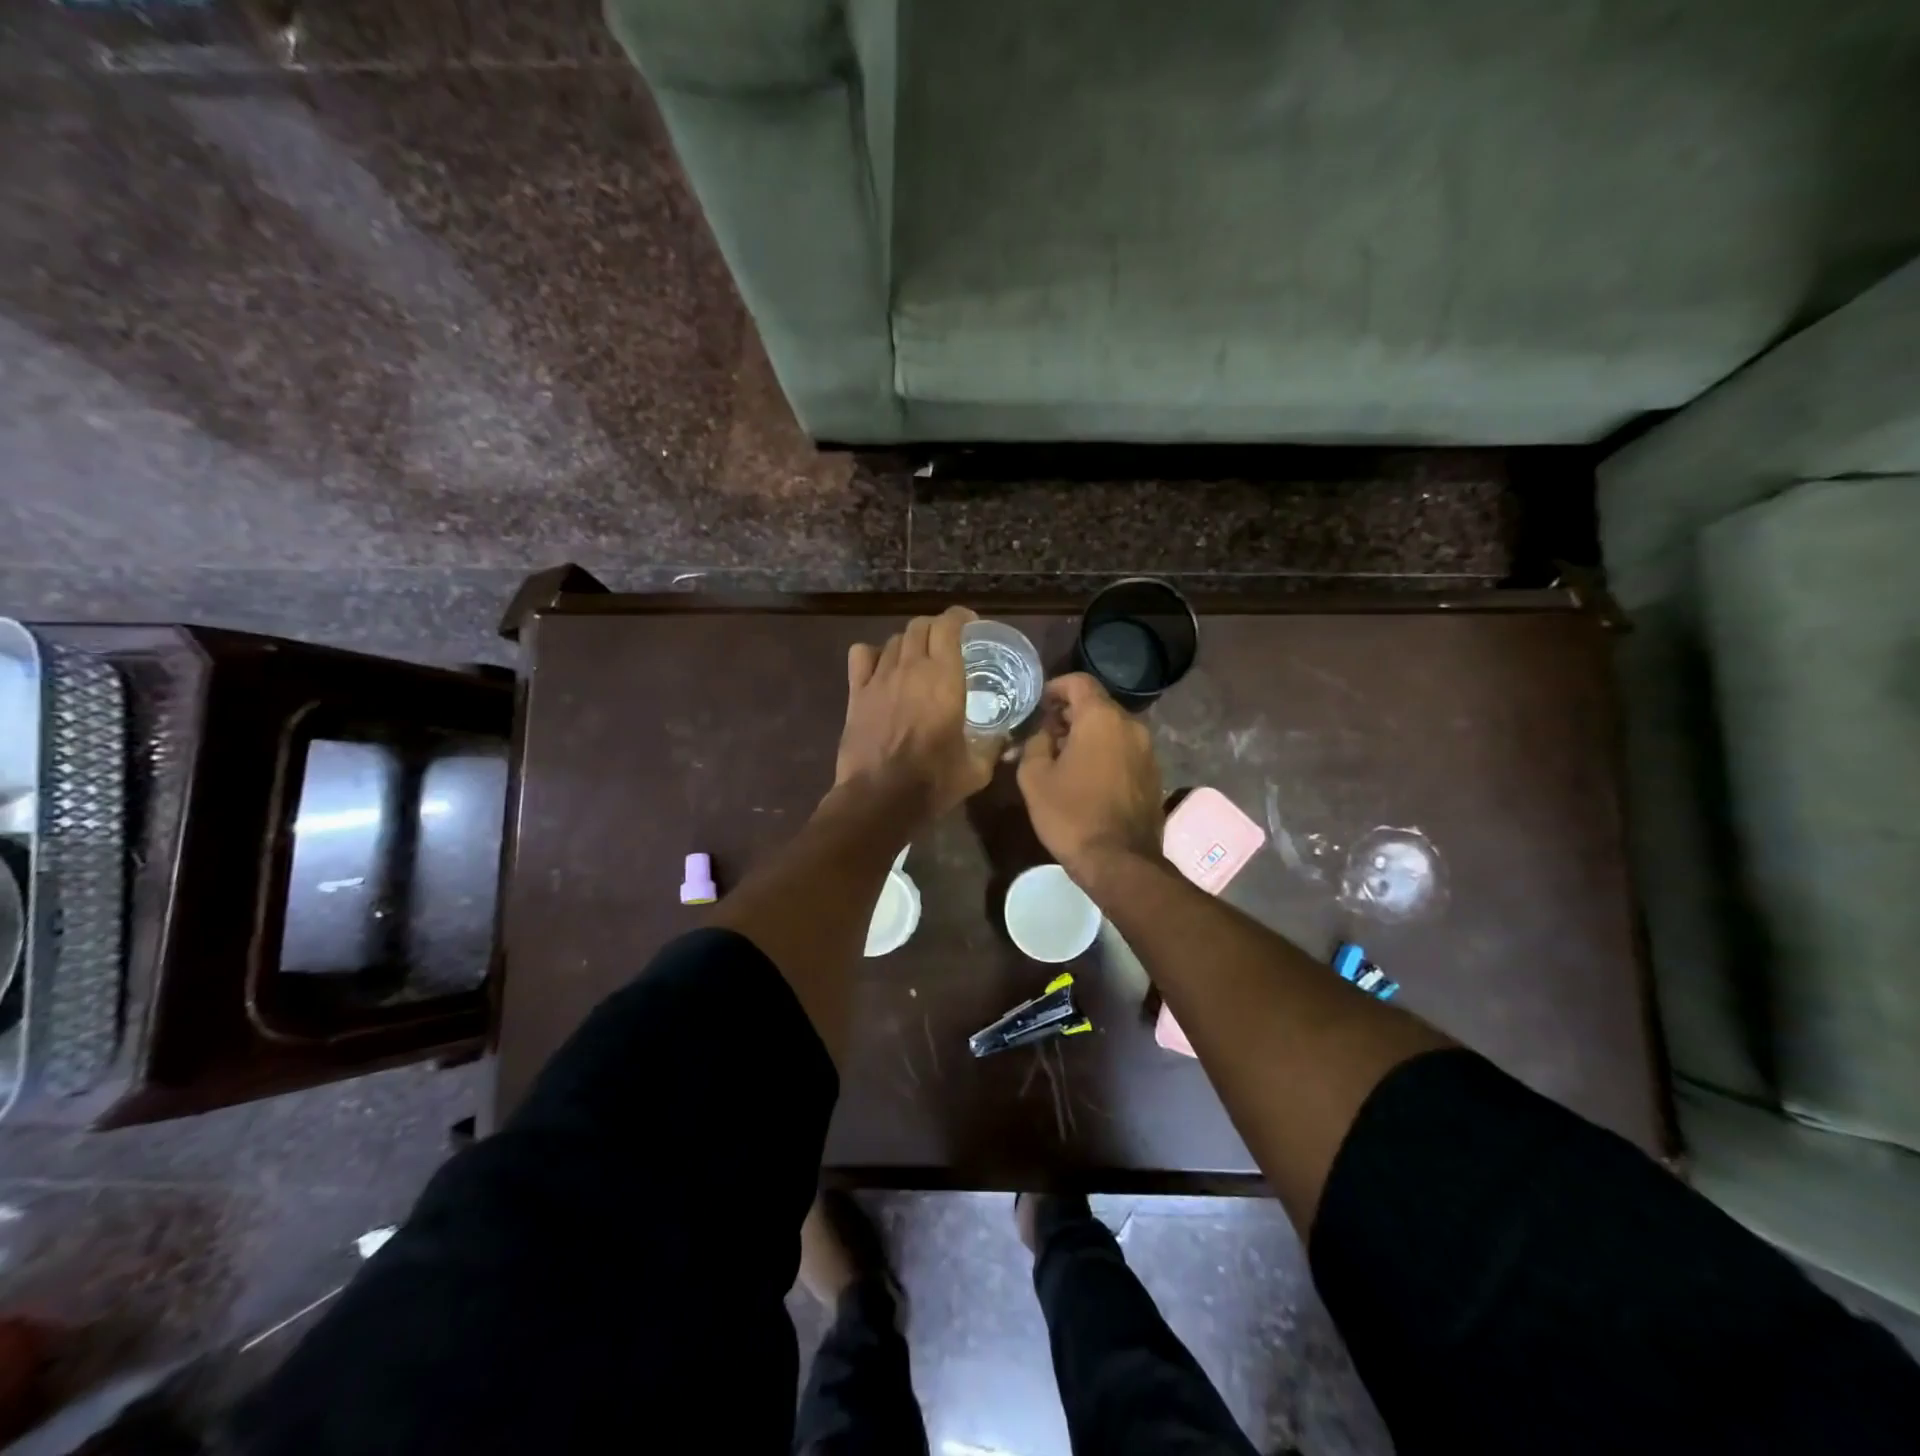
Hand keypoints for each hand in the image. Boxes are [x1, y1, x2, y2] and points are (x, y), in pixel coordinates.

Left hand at [836, 606, 996, 821]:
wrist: (880, 798)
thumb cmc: (933, 782)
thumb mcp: (976, 769)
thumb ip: (993, 746)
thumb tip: (1005, 738)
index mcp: (945, 678)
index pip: (948, 626)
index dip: (959, 617)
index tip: (969, 624)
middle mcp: (911, 668)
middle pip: (919, 626)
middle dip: (935, 627)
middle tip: (946, 642)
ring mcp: (880, 678)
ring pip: (893, 640)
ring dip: (908, 643)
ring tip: (917, 658)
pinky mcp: (856, 693)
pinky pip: (861, 656)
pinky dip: (873, 654)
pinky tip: (881, 667)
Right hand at [1017, 673, 1163, 876]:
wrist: (1119, 861)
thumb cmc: (1071, 814)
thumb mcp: (1034, 777)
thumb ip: (1035, 743)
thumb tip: (1043, 733)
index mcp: (1101, 718)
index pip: (1079, 682)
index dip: (1055, 687)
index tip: (1039, 704)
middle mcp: (1131, 726)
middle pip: (1097, 705)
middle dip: (1070, 714)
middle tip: (1046, 734)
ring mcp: (1148, 751)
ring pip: (1113, 729)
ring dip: (1089, 735)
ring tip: (1064, 758)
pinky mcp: (1154, 774)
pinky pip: (1125, 750)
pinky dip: (1106, 753)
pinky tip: (1087, 777)